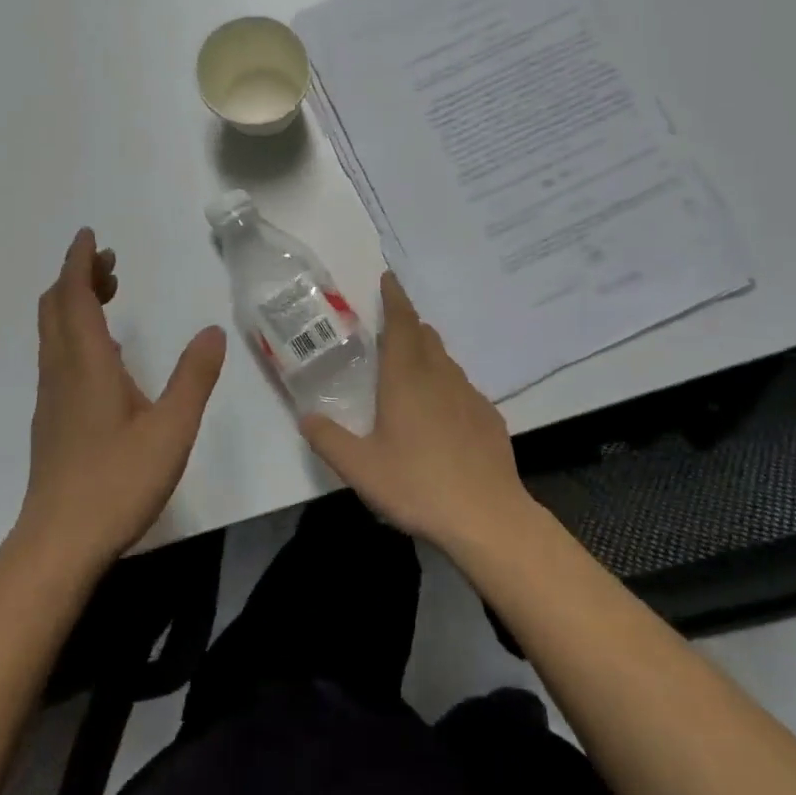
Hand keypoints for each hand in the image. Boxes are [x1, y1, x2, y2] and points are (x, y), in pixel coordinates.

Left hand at [16, 228, 226, 570]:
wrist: (59, 543)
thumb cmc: (117, 481)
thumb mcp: (172, 427)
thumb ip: (194, 376)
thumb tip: (213, 331)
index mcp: (87, 363)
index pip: (73, 296)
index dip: (79, 262)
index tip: (90, 236)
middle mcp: (62, 371)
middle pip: (57, 307)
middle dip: (78, 276)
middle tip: (109, 263)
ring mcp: (52, 397)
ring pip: (54, 332)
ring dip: (74, 303)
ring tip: (109, 294)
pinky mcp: (52, 419)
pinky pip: (57, 355)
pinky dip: (75, 332)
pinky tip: (104, 354)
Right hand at [299, 272, 534, 553]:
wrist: (487, 517)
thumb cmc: (418, 485)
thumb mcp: (360, 468)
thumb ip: (328, 440)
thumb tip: (306, 417)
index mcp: (406, 378)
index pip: (401, 324)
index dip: (394, 298)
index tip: (389, 277)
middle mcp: (439, 377)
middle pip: (425, 336)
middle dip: (408, 324)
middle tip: (391, 326)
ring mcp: (469, 396)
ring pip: (445, 361)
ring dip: (427, 353)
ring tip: (411, 368)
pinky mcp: (489, 418)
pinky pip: (462, 388)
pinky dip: (446, 385)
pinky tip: (441, 413)